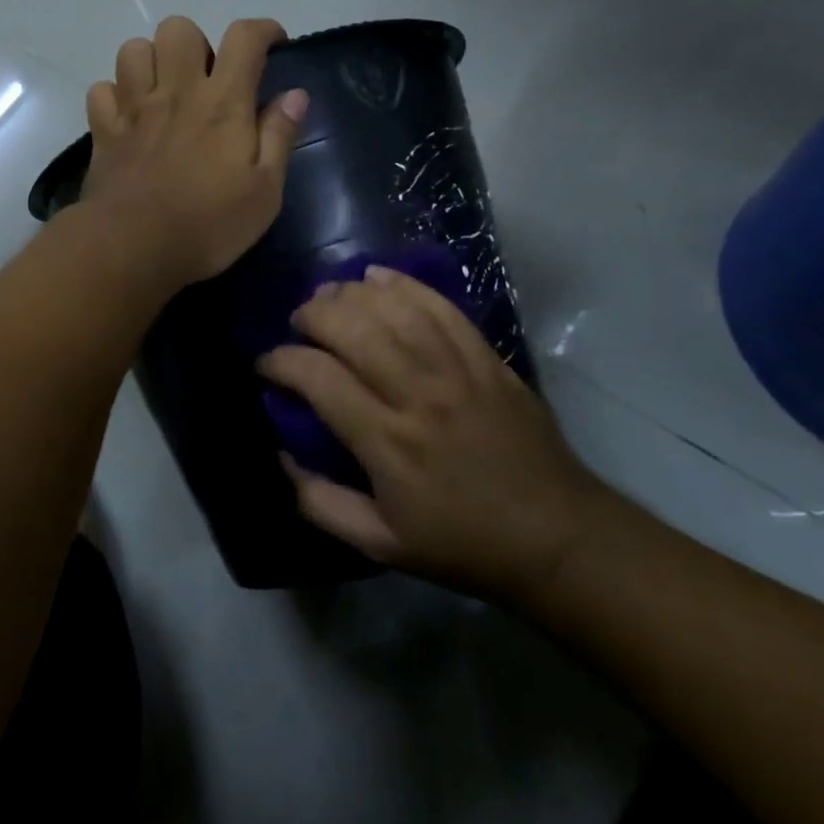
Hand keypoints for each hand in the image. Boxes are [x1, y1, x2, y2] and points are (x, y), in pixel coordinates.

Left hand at [81, 17, 307, 289]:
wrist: (134, 247)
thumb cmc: (209, 224)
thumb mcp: (265, 190)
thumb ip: (279, 137)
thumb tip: (295, 94)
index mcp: (222, 102)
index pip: (244, 38)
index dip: (263, 29)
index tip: (274, 44)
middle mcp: (176, 92)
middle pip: (179, 28)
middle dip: (197, 43)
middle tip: (208, 78)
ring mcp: (133, 108)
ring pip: (134, 50)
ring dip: (152, 61)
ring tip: (165, 91)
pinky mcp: (104, 131)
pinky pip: (101, 89)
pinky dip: (115, 95)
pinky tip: (129, 116)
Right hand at [259, 266, 607, 600]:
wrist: (556, 536)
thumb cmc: (462, 542)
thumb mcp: (381, 545)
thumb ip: (321, 503)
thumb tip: (284, 454)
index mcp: (387, 442)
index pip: (318, 378)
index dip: (281, 362)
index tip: (267, 365)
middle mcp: (417, 394)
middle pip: (352, 329)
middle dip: (312, 315)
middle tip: (298, 324)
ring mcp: (456, 370)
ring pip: (394, 309)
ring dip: (352, 294)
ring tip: (330, 297)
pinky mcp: (485, 357)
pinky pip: (441, 306)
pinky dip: (405, 285)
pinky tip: (378, 278)